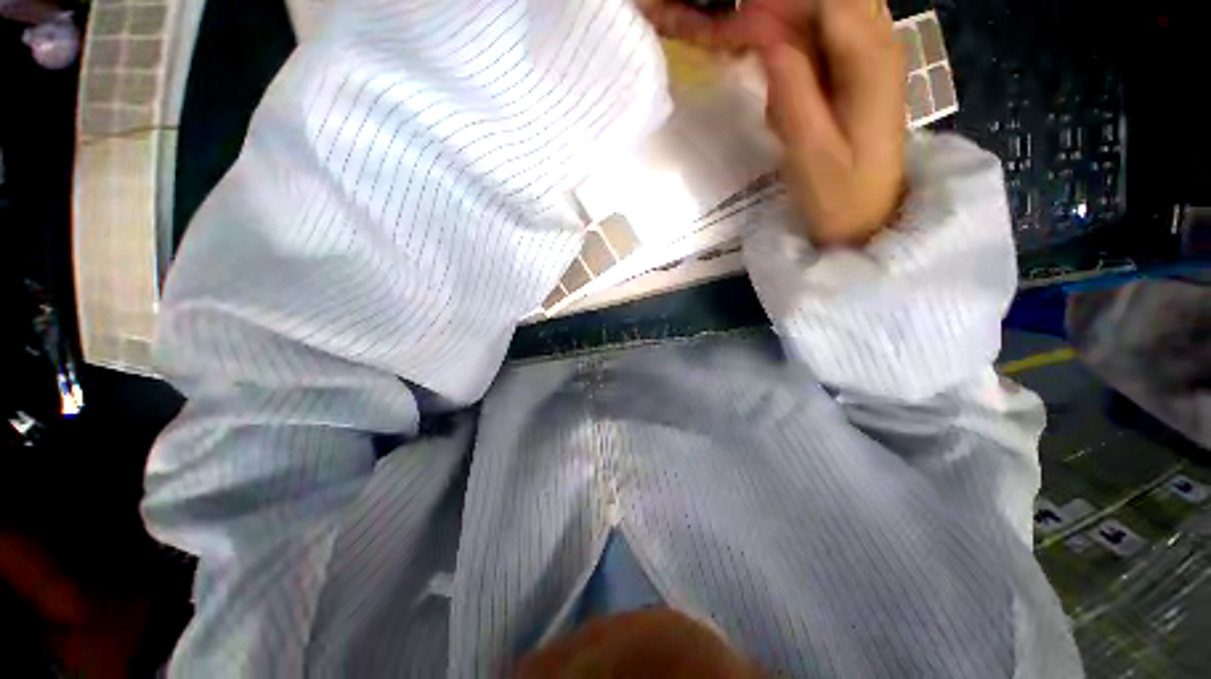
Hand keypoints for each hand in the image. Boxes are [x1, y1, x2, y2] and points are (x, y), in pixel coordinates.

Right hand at [640, 0, 906, 246]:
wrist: (871, 219)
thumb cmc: (839, 196)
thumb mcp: (810, 152)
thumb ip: (792, 92)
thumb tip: (765, 38)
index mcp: (869, 60)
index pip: (822, 0)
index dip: (773, 7)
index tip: (732, 26)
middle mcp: (878, 43)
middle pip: (826, 0)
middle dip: (777, 14)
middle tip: (736, 40)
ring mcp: (872, 56)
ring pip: (824, 15)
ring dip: (785, 30)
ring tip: (751, 58)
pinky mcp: (860, 73)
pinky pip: (825, 38)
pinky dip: (795, 48)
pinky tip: (778, 79)